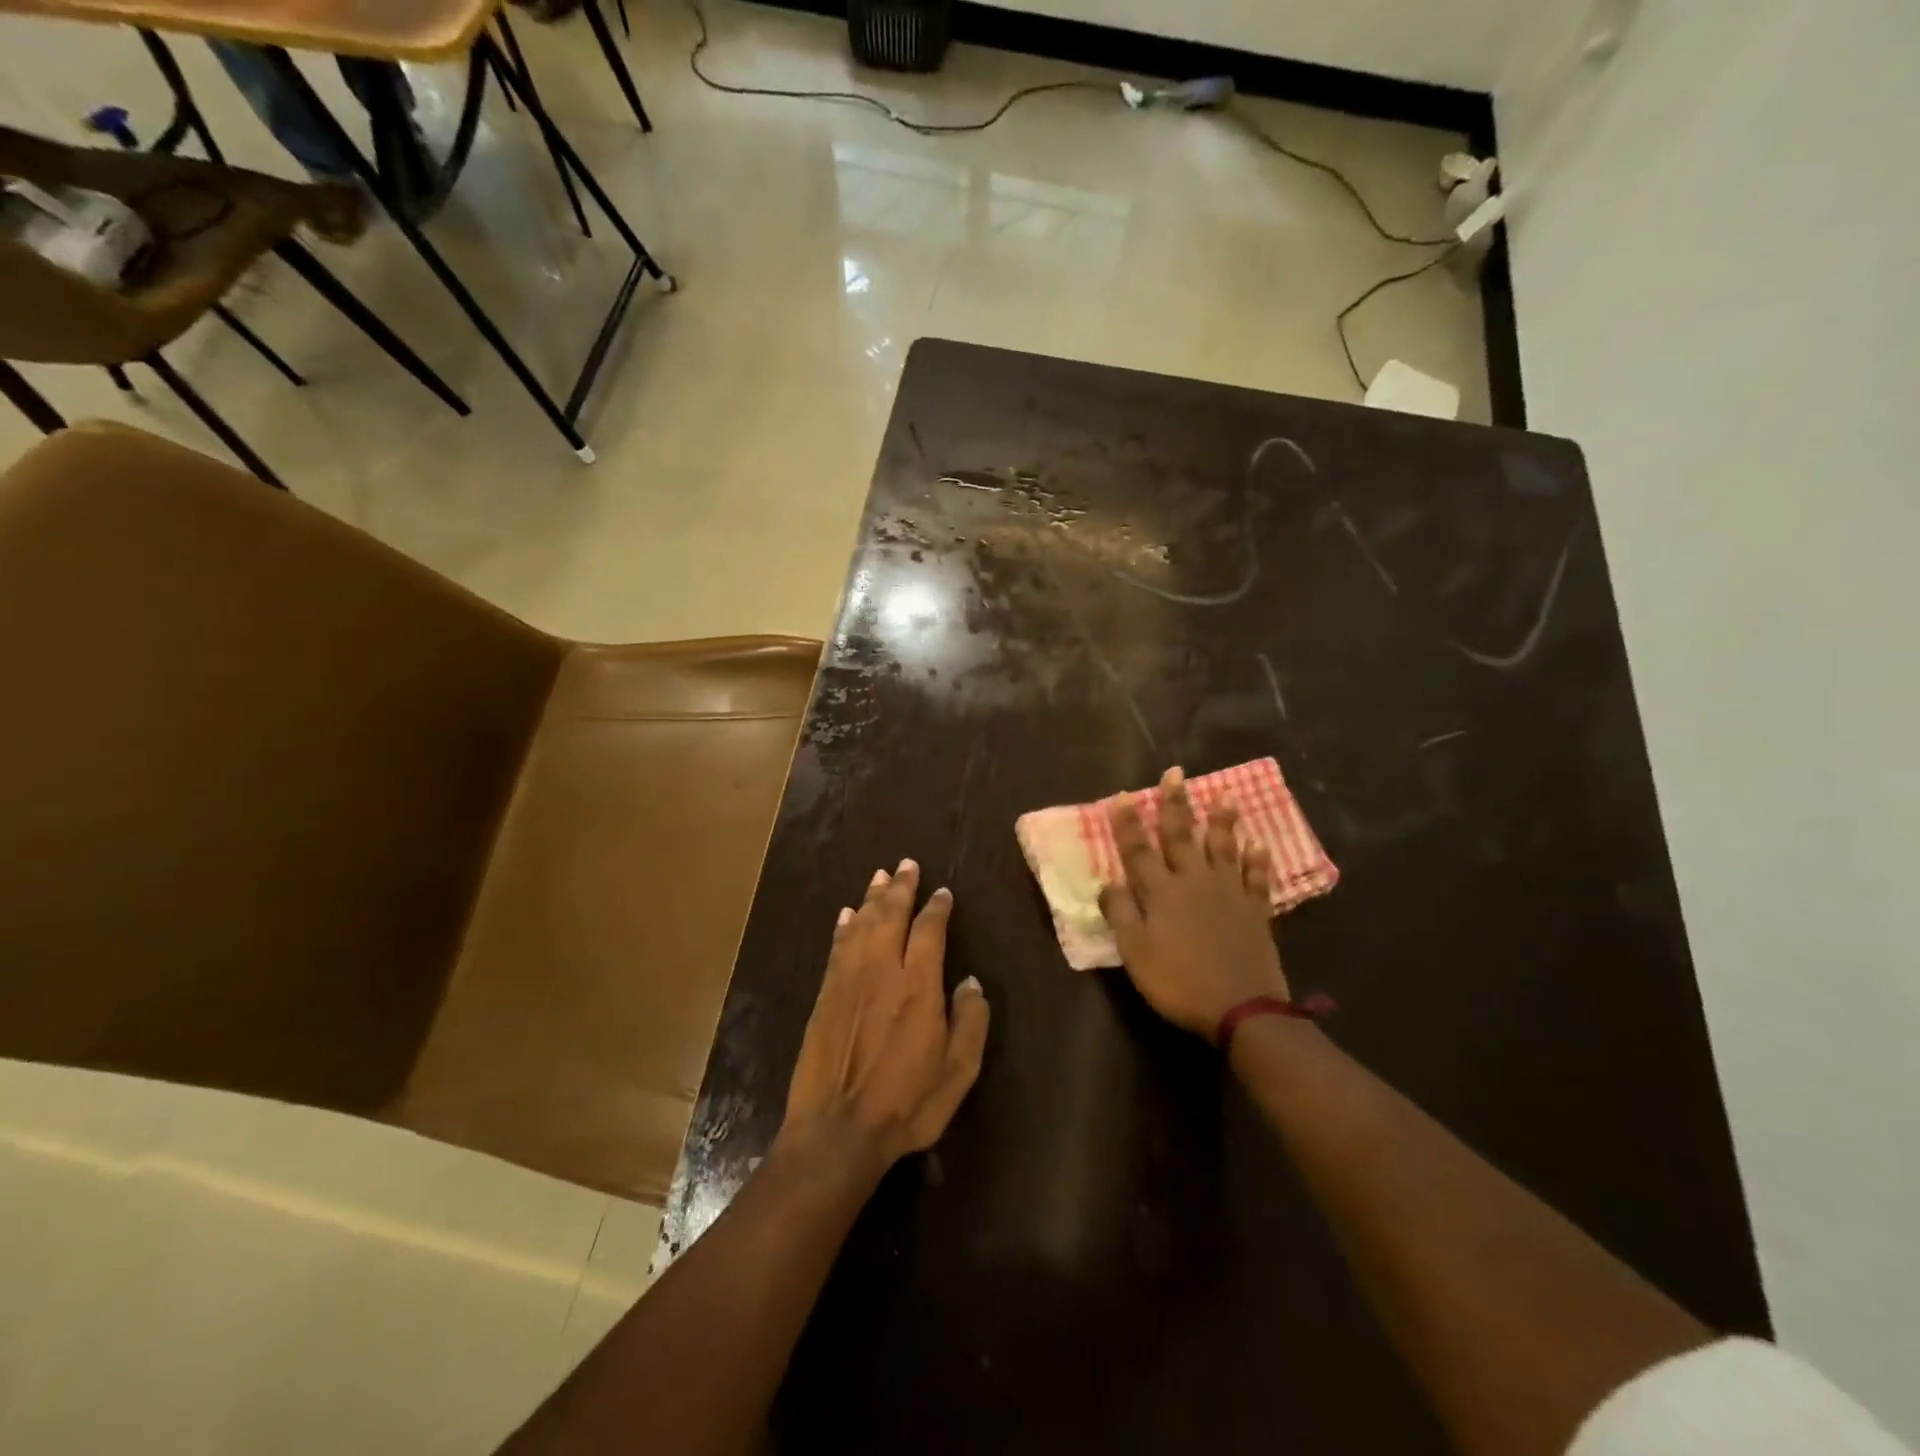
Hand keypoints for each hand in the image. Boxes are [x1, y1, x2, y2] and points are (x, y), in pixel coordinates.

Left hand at [780, 860, 990, 1177]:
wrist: (837, 1131)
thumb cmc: (906, 1105)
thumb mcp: (957, 1072)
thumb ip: (970, 1022)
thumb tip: (971, 982)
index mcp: (918, 987)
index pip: (929, 931)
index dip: (937, 907)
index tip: (942, 892)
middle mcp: (882, 972)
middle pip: (890, 915)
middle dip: (900, 888)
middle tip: (906, 864)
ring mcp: (848, 981)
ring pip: (861, 925)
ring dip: (871, 898)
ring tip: (880, 876)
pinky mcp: (825, 995)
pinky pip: (837, 947)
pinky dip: (844, 926)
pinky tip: (848, 914)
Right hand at [1098, 767, 1288, 1038]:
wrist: (1242, 1009)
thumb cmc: (1179, 982)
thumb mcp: (1136, 953)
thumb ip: (1121, 914)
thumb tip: (1107, 882)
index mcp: (1162, 892)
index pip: (1139, 850)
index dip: (1128, 823)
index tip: (1123, 795)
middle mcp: (1195, 882)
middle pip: (1181, 836)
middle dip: (1175, 804)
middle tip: (1175, 773)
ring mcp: (1229, 893)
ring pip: (1223, 848)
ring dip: (1222, 821)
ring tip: (1225, 795)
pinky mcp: (1255, 910)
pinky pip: (1257, 878)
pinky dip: (1257, 860)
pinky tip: (1258, 844)